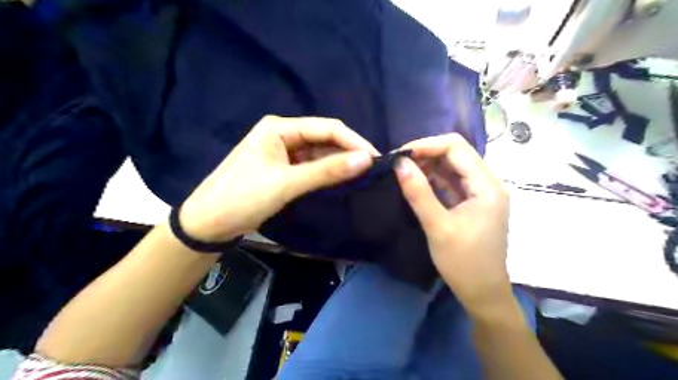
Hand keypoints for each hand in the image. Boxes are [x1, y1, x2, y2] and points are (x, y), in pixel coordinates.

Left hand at [177, 115, 379, 240]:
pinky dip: (325, 172)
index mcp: (279, 128)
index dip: (353, 141)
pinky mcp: (282, 169)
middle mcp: (282, 134)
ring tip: (361, 175)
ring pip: (318, 153)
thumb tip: (366, 160)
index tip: (375, 158)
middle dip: (347, 151)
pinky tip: (340, 180)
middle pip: (323, 138)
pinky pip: (310, 166)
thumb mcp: (287, 183)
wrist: (209, 223)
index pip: (326, 127)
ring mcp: (282, 152)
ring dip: (338, 163)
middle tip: (372, 169)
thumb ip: (327, 171)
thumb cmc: (244, 197)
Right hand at [396, 134, 510, 313]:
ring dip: (427, 166)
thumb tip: (399, 163)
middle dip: (426, 154)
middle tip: (398, 164)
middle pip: (456, 154)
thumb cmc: (463, 263)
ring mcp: (480, 193)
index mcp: (487, 186)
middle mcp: (487, 183)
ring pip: (452, 167)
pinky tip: (415, 183)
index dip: (427, 145)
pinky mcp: (471, 202)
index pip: (456, 147)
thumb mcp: (437, 227)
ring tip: (403, 172)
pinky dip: (432, 180)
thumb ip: (418, 193)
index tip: (400, 155)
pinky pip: (451, 182)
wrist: (482, 293)